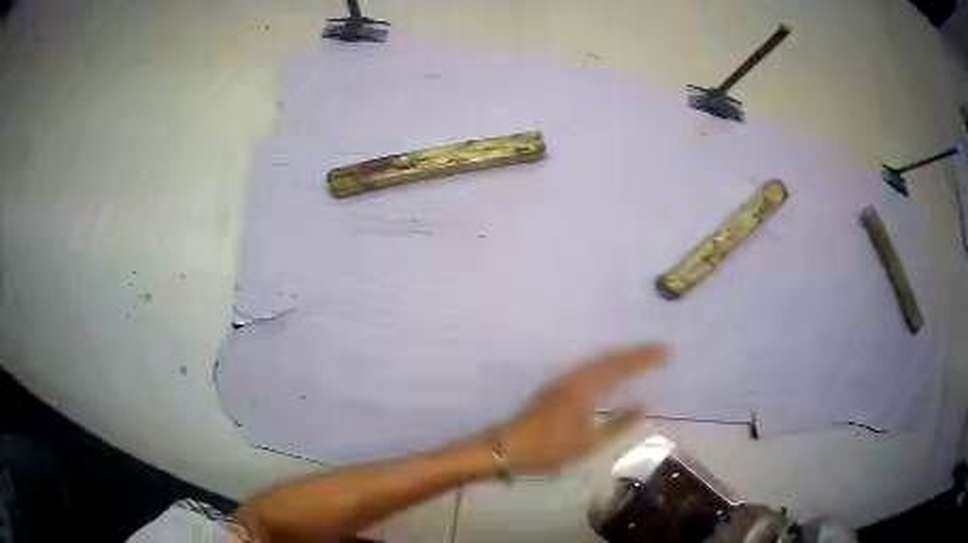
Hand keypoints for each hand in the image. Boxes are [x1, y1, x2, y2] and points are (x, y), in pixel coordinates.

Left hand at [497, 344, 668, 473]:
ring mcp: (563, 380)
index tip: (667, 351)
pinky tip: (610, 375)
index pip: (621, 366)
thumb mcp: (589, 443)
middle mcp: (575, 377)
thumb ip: (618, 424)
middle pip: (610, 358)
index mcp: (585, 387)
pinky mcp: (556, 387)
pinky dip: (607, 365)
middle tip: (659, 352)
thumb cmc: (548, 448)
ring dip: (621, 357)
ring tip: (641, 360)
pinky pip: (589, 368)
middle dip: (636, 353)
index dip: (645, 357)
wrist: (506, 447)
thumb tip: (643, 406)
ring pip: (598, 361)